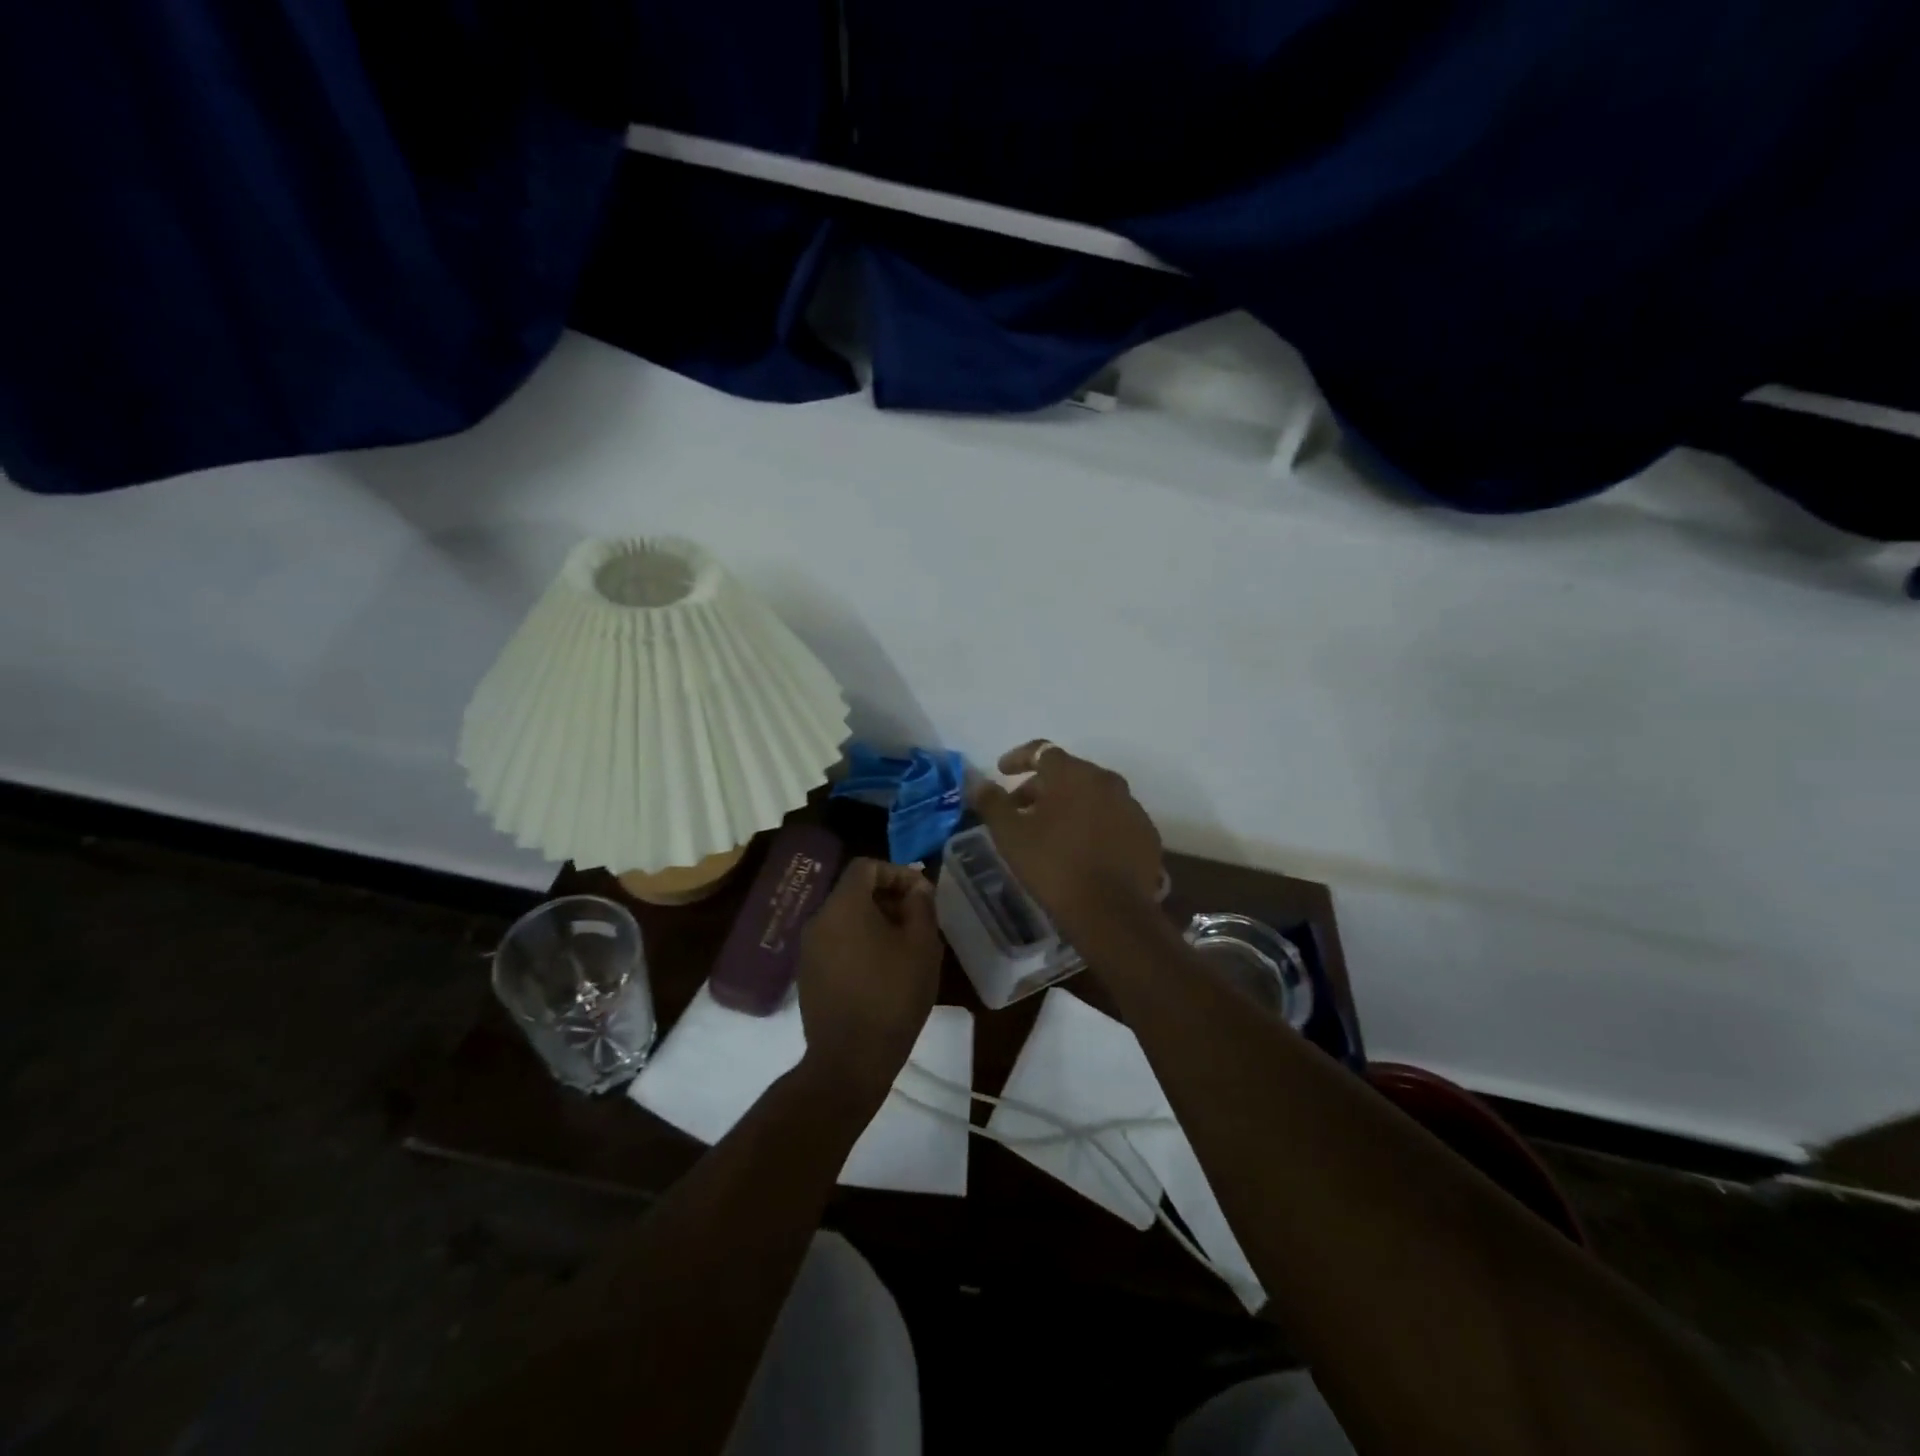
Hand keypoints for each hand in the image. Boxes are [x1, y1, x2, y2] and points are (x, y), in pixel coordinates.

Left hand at [797, 859, 942, 1107]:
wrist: (850, 1060)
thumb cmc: (892, 996)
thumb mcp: (922, 946)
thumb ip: (921, 906)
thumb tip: (917, 889)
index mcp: (843, 906)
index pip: (866, 867)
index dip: (897, 873)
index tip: (921, 895)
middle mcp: (818, 920)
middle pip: (854, 892)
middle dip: (888, 899)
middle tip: (917, 921)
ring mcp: (808, 949)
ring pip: (844, 919)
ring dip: (875, 923)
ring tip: (904, 947)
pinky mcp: (807, 975)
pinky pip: (836, 943)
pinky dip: (858, 944)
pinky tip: (881, 971)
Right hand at [971, 741, 1163, 937]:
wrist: (1111, 911)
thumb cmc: (1054, 865)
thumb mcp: (1011, 834)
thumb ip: (992, 802)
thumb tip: (978, 783)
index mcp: (1074, 774)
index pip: (1042, 751)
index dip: (1018, 758)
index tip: (1001, 772)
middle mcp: (1107, 781)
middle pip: (1068, 773)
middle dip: (1041, 786)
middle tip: (1020, 809)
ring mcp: (1132, 807)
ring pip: (1093, 795)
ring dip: (1069, 805)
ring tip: (1050, 831)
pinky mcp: (1146, 833)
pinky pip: (1113, 818)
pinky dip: (1094, 824)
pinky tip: (1081, 849)